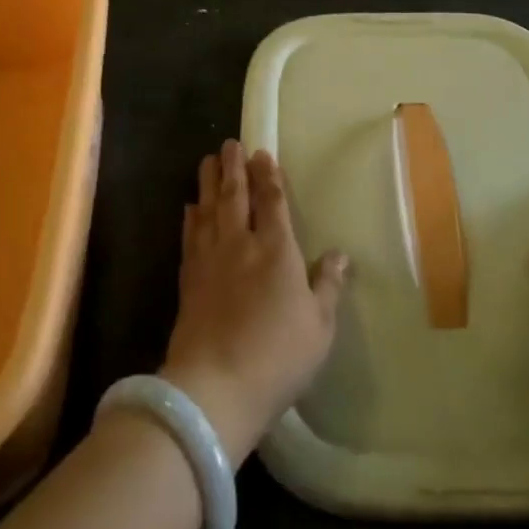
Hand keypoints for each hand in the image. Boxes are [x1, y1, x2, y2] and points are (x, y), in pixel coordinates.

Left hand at [160, 140, 348, 467]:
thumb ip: (328, 286)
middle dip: (233, 167)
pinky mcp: (189, 278)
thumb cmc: (277, 356)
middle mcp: (241, 244)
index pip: (272, 202)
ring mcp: (210, 259)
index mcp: (277, 250)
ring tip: (208, 160)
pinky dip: (191, 217)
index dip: (268, 175)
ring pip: (209, 208)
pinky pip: (190, 235)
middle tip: (229, 143)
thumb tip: (339, 254)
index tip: (262, 153)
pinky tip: (190, 207)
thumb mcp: (319, 326)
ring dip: (209, 182)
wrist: (215, 385)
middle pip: (235, 196)